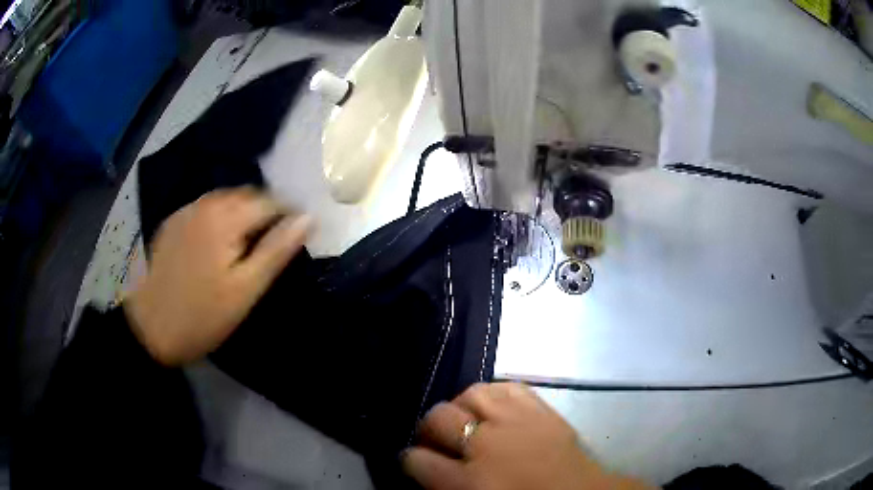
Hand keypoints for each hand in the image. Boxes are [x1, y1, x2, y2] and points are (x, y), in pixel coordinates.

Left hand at [124, 187, 310, 365]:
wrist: (149, 329)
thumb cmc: (202, 316)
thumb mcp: (246, 289)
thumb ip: (277, 250)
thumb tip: (308, 218)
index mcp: (224, 217)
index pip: (270, 201)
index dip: (289, 215)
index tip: (299, 235)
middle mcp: (204, 204)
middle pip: (246, 195)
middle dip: (266, 212)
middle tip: (275, 243)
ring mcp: (185, 212)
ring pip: (225, 200)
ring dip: (243, 213)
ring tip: (249, 243)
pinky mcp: (172, 223)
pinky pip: (204, 209)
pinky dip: (220, 218)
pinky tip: (219, 243)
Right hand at [403, 383, 652, 489]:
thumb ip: (443, 486)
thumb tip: (425, 467)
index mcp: (467, 481)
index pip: (416, 459)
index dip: (410, 460)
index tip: (415, 461)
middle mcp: (486, 445)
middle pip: (437, 417)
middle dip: (429, 428)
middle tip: (439, 441)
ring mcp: (515, 420)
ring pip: (470, 394)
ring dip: (460, 408)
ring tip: (467, 422)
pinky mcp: (540, 407)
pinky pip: (505, 386)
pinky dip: (493, 394)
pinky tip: (493, 408)